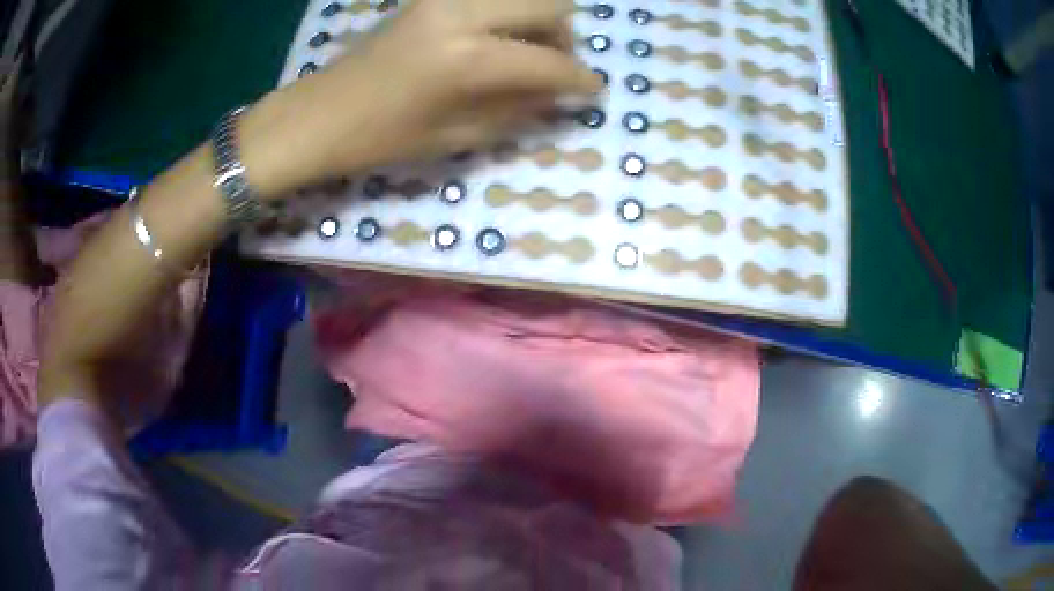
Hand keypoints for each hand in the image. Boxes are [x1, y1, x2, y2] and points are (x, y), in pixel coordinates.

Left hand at [243, 0, 602, 198]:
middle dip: (564, 37)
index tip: (592, 90)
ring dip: (537, 19)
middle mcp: (464, 13)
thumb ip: (518, 110)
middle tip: (551, 66)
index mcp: (469, 59)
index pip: (550, 61)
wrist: (321, 113)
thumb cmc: (382, 138)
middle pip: (551, 3)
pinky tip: (494, 40)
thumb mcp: (458, 137)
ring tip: (522, 52)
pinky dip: (507, 14)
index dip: (580, 79)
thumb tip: (559, 95)